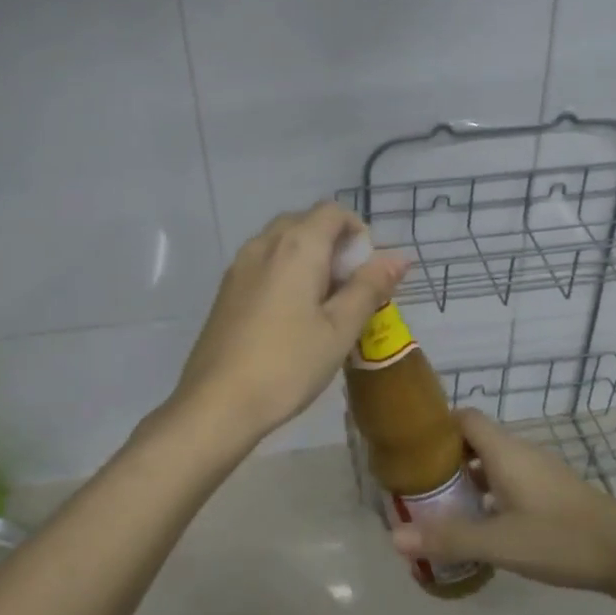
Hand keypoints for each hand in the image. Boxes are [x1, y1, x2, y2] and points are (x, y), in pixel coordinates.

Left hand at [174, 202, 407, 440]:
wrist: (217, 403)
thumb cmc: (288, 364)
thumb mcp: (340, 329)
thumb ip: (369, 287)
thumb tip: (398, 257)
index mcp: (296, 246)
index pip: (332, 211)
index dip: (357, 233)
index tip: (366, 273)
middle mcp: (263, 244)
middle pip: (305, 223)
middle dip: (333, 246)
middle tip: (348, 291)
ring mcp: (239, 267)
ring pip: (282, 244)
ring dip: (309, 260)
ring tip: (322, 307)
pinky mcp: (226, 291)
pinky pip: (263, 265)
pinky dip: (285, 274)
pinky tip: (291, 319)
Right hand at [390, 408, 615, 602]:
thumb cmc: (561, 539)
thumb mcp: (499, 542)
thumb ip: (448, 538)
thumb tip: (394, 537)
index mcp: (505, 451)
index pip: (464, 417)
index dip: (436, 426)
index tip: (410, 447)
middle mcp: (520, 453)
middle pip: (474, 439)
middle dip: (444, 457)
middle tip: (416, 483)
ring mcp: (538, 472)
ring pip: (491, 462)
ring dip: (466, 478)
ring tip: (440, 505)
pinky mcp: (550, 491)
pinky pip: (508, 480)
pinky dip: (488, 493)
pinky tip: (480, 524)